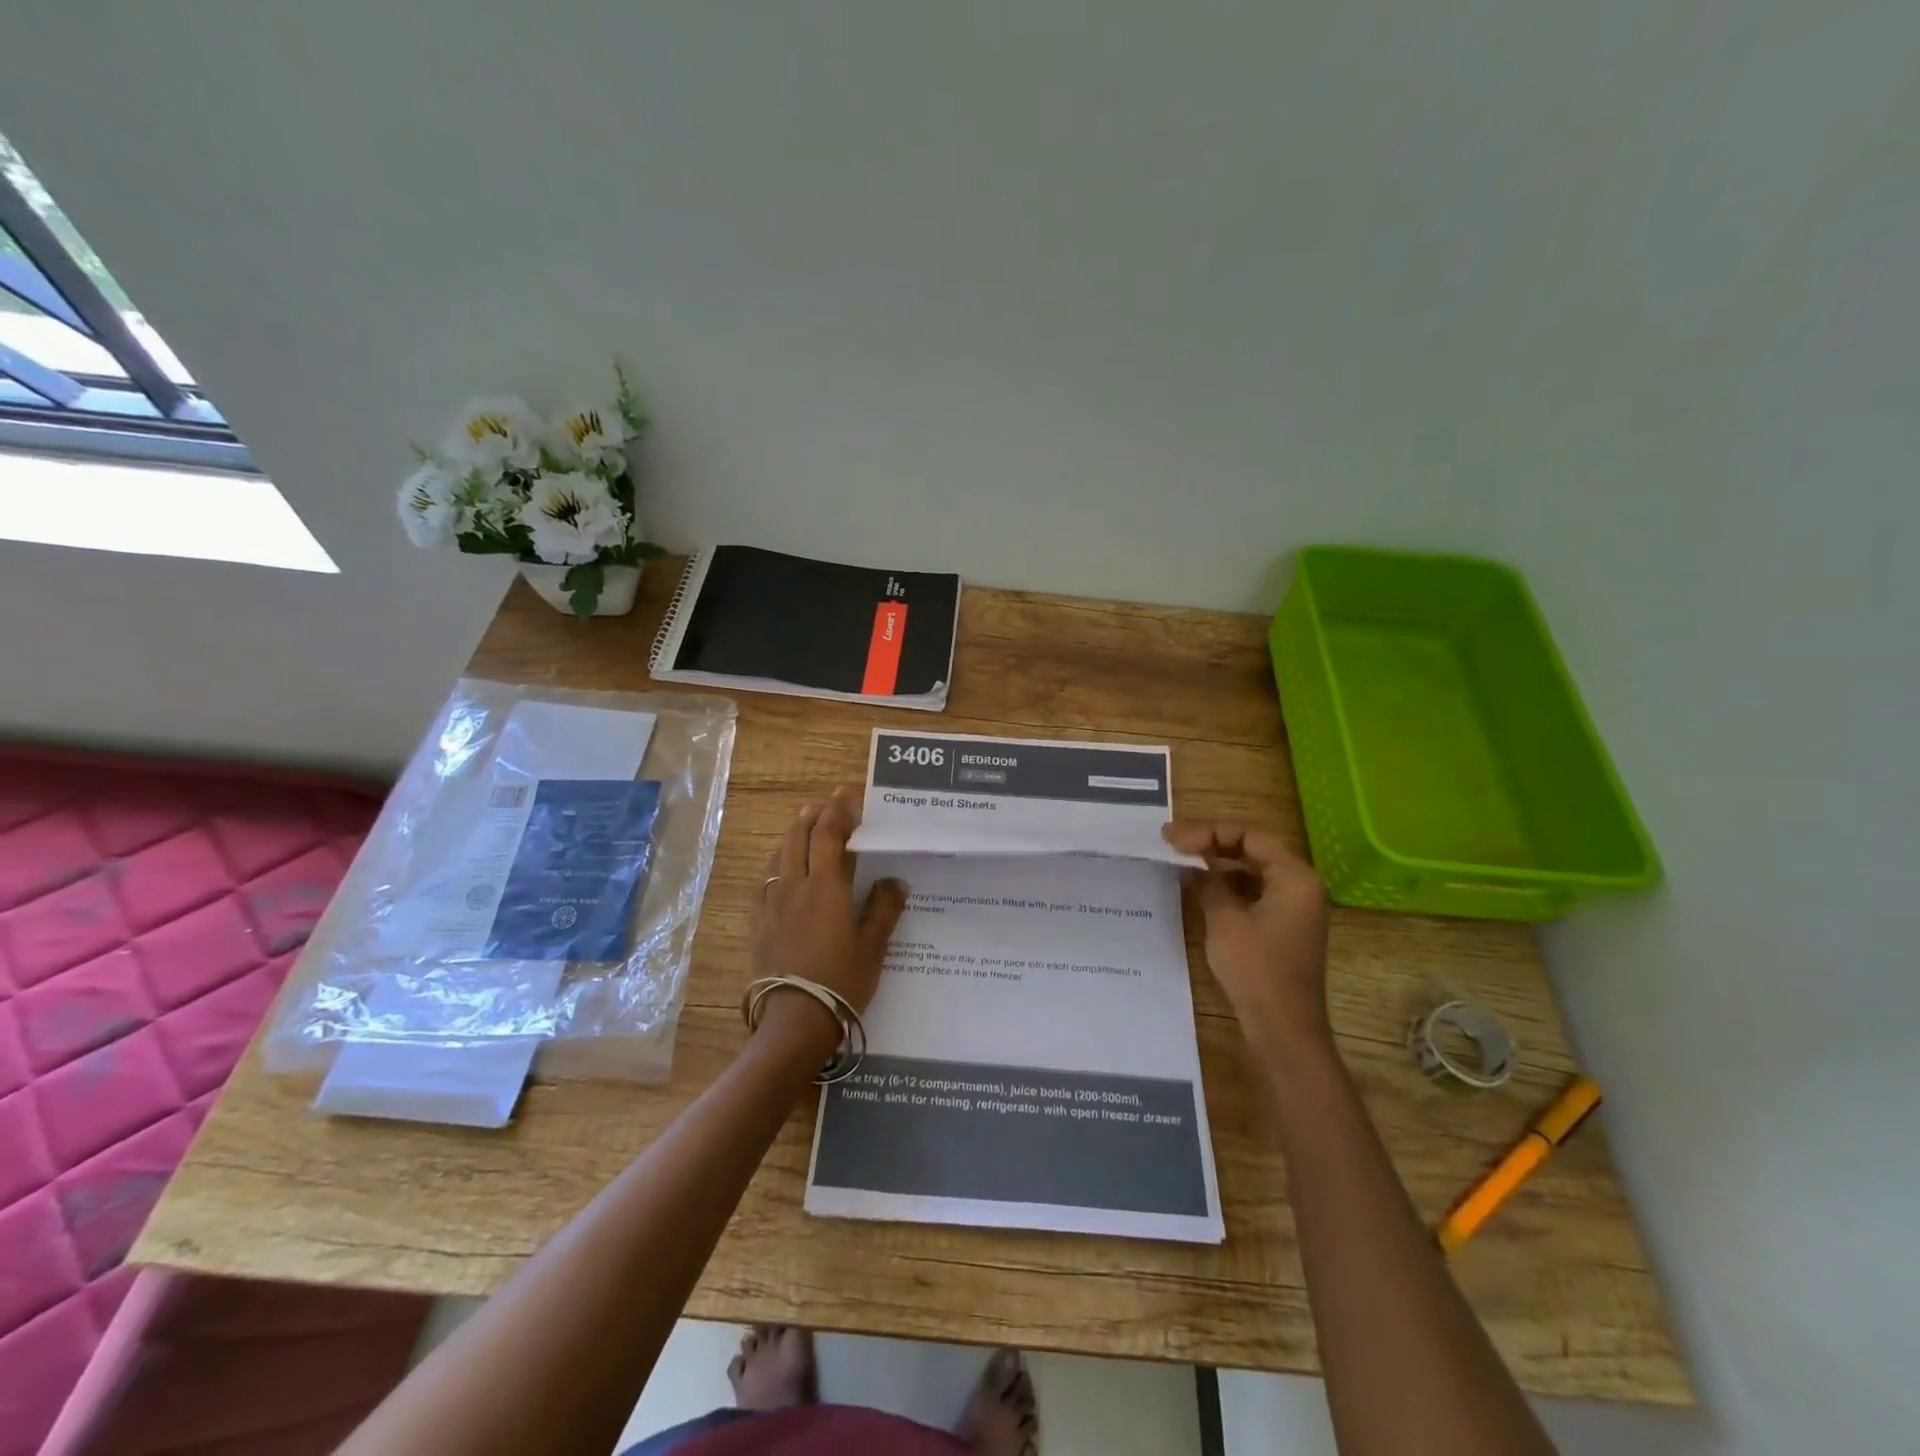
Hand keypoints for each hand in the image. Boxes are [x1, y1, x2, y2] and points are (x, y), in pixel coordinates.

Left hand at [754, 788, 907, 1043]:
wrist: (794, 1020)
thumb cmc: (840, 981)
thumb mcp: (872, 947)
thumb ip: (884, 909)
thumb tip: (895, 880)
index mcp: (825, 887)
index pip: (828, 835)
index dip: (837, 811)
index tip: (847, 795)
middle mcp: (794, 887)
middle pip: (797, 837)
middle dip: (812, 816)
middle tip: (827, 806)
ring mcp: (772, 904)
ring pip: (779, 856)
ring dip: (793, 835)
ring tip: (805, 827)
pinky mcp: (759, 923)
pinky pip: (766, 880)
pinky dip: (778, 863)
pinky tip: (783, 871)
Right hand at [1163, 821, 1331, 1056]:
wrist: (1283, 1028)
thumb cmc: (1256, 969)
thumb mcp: (1225, 920)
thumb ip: (1208, 883)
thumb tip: (1192, 865)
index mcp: (1295, 877)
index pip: (1249, 836)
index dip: (1208, 832)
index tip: (1173, 839)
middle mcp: (1301, 885)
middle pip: (1253, 849)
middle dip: (1212, 843)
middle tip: (1172, 842)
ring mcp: (1294, 907)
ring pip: (1252, 871)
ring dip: (1218, 864)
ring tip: (1182, 861)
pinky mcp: (1284, 926)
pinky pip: (1254, 892)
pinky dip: (1228, 886)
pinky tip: (1201, 889)